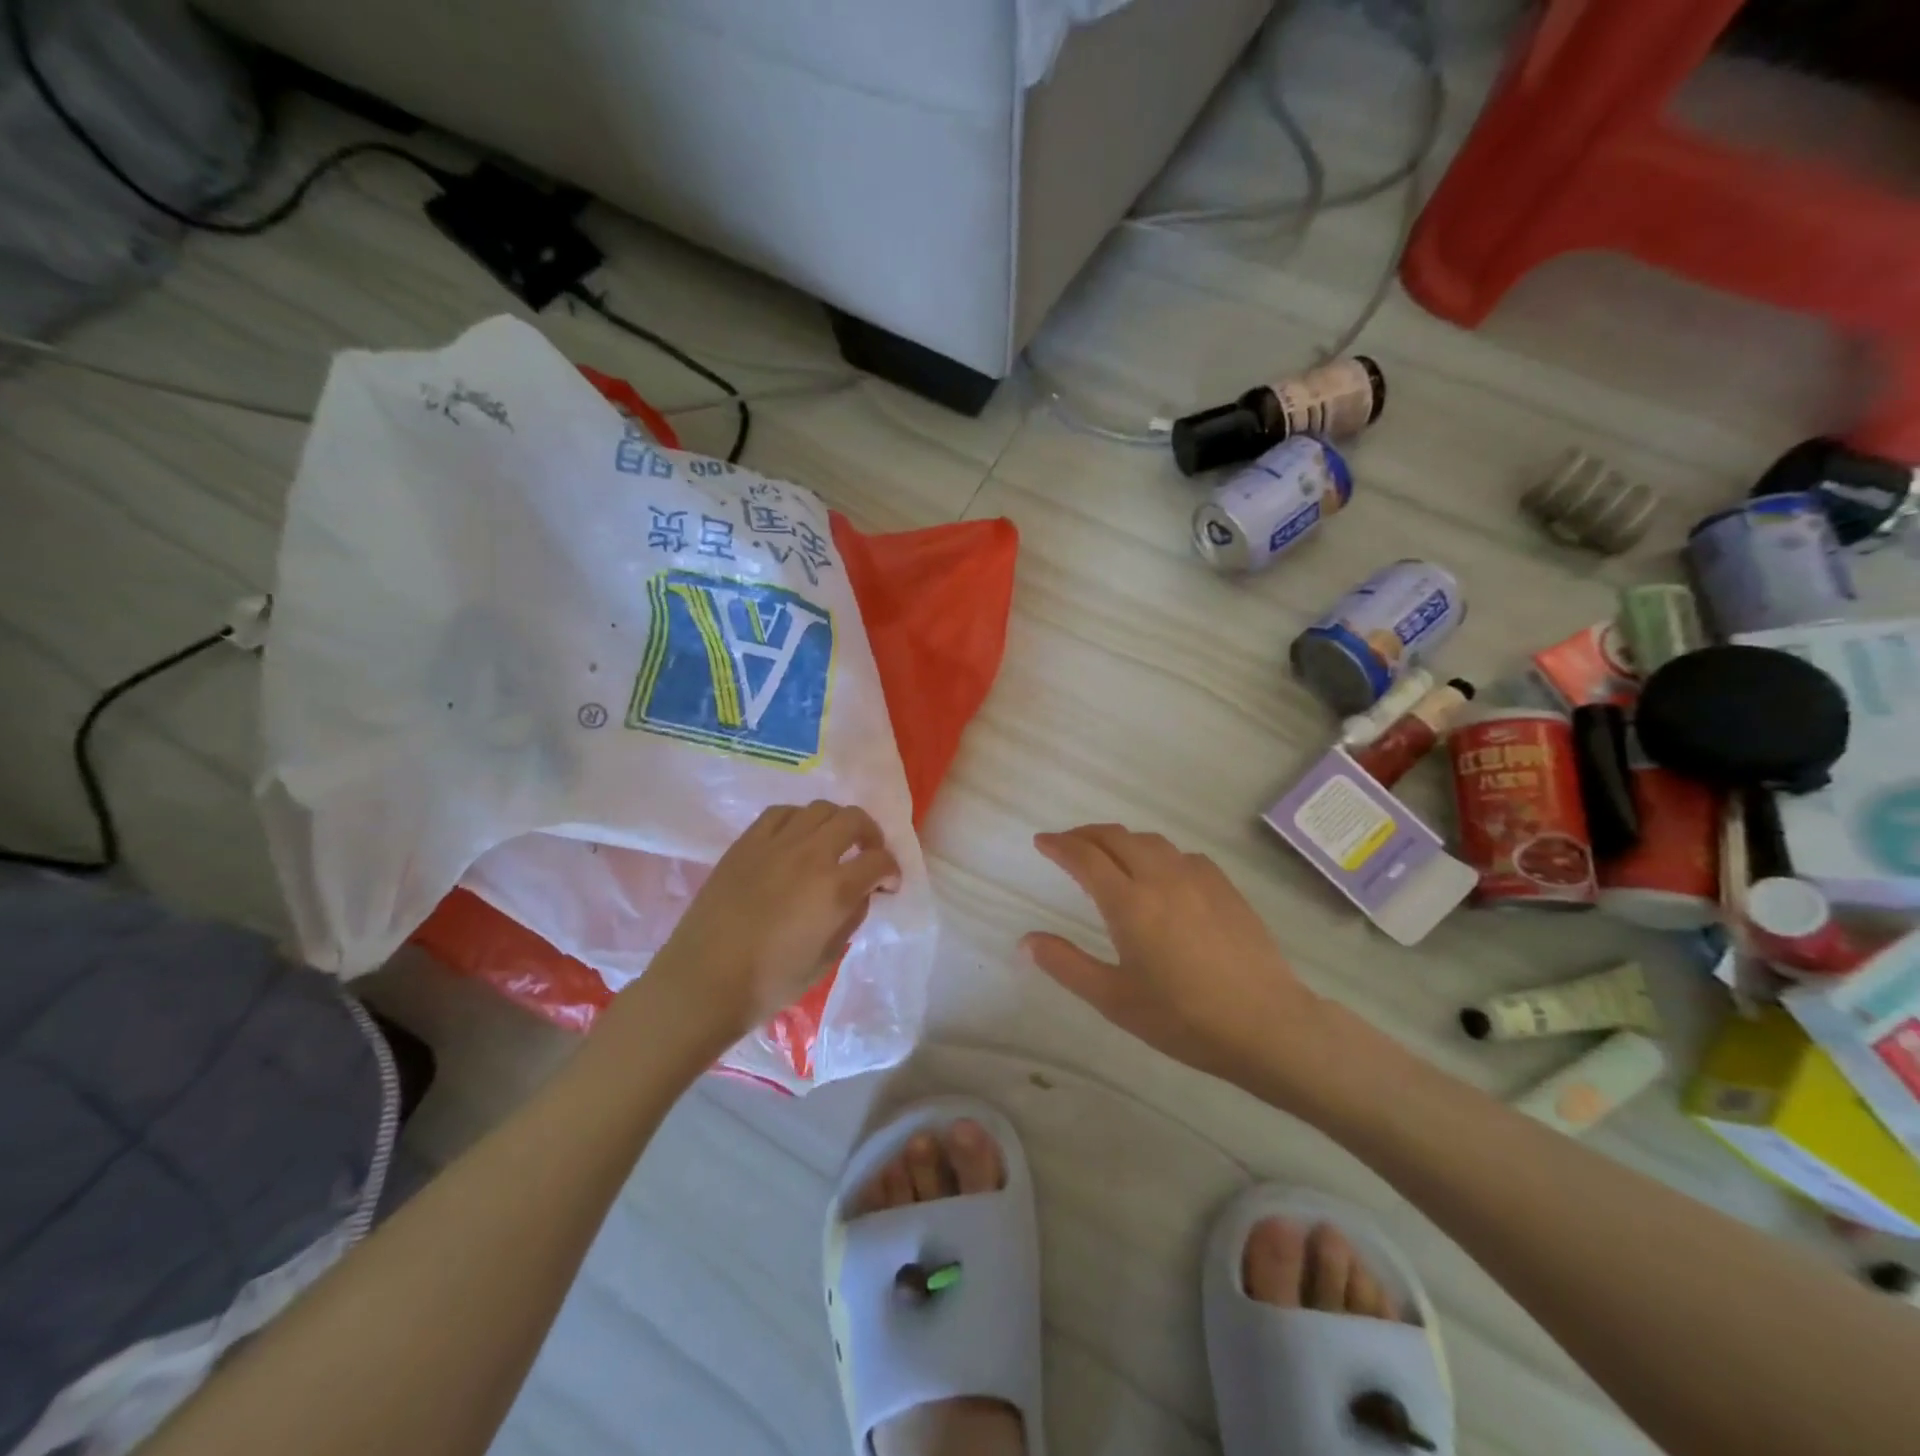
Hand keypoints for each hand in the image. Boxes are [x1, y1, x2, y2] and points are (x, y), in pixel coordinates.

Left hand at [643, 801, 899, 1040]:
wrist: (702, 982)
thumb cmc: (769, 983)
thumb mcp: (825, 960)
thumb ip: (850, 920)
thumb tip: (859, 895)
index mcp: (835, 888)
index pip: (880, 861)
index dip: (891, 871)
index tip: (887, 885)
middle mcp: (810, 855)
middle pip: (854, 819)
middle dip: (870, 835)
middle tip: (867, 855)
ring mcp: (775, 844)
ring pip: (819, 809)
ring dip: (836, 822)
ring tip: (832, 843)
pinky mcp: (746, 843)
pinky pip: (780, 813)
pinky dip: (798, 820)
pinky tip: (796, 838)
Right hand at [1023, 824, 1330, 1089]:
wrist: (1267, 1024)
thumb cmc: (1183, 1018)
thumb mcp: (1114, 1000)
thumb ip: (1067, 965)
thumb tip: (1027, 940)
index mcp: (1129, 903)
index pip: (1085, 857)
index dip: (1059, 845)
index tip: (1042, 841)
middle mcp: (1161, 878)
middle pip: (1116, 837)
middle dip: (1086, 834)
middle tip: (1068, 844)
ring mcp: (1197, 878)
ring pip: (1150, 840)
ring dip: (1121, 839)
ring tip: (1108, 854)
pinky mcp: (1225, 887)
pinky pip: (1181, 854)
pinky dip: (1157, 853)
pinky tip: (1161, 873)